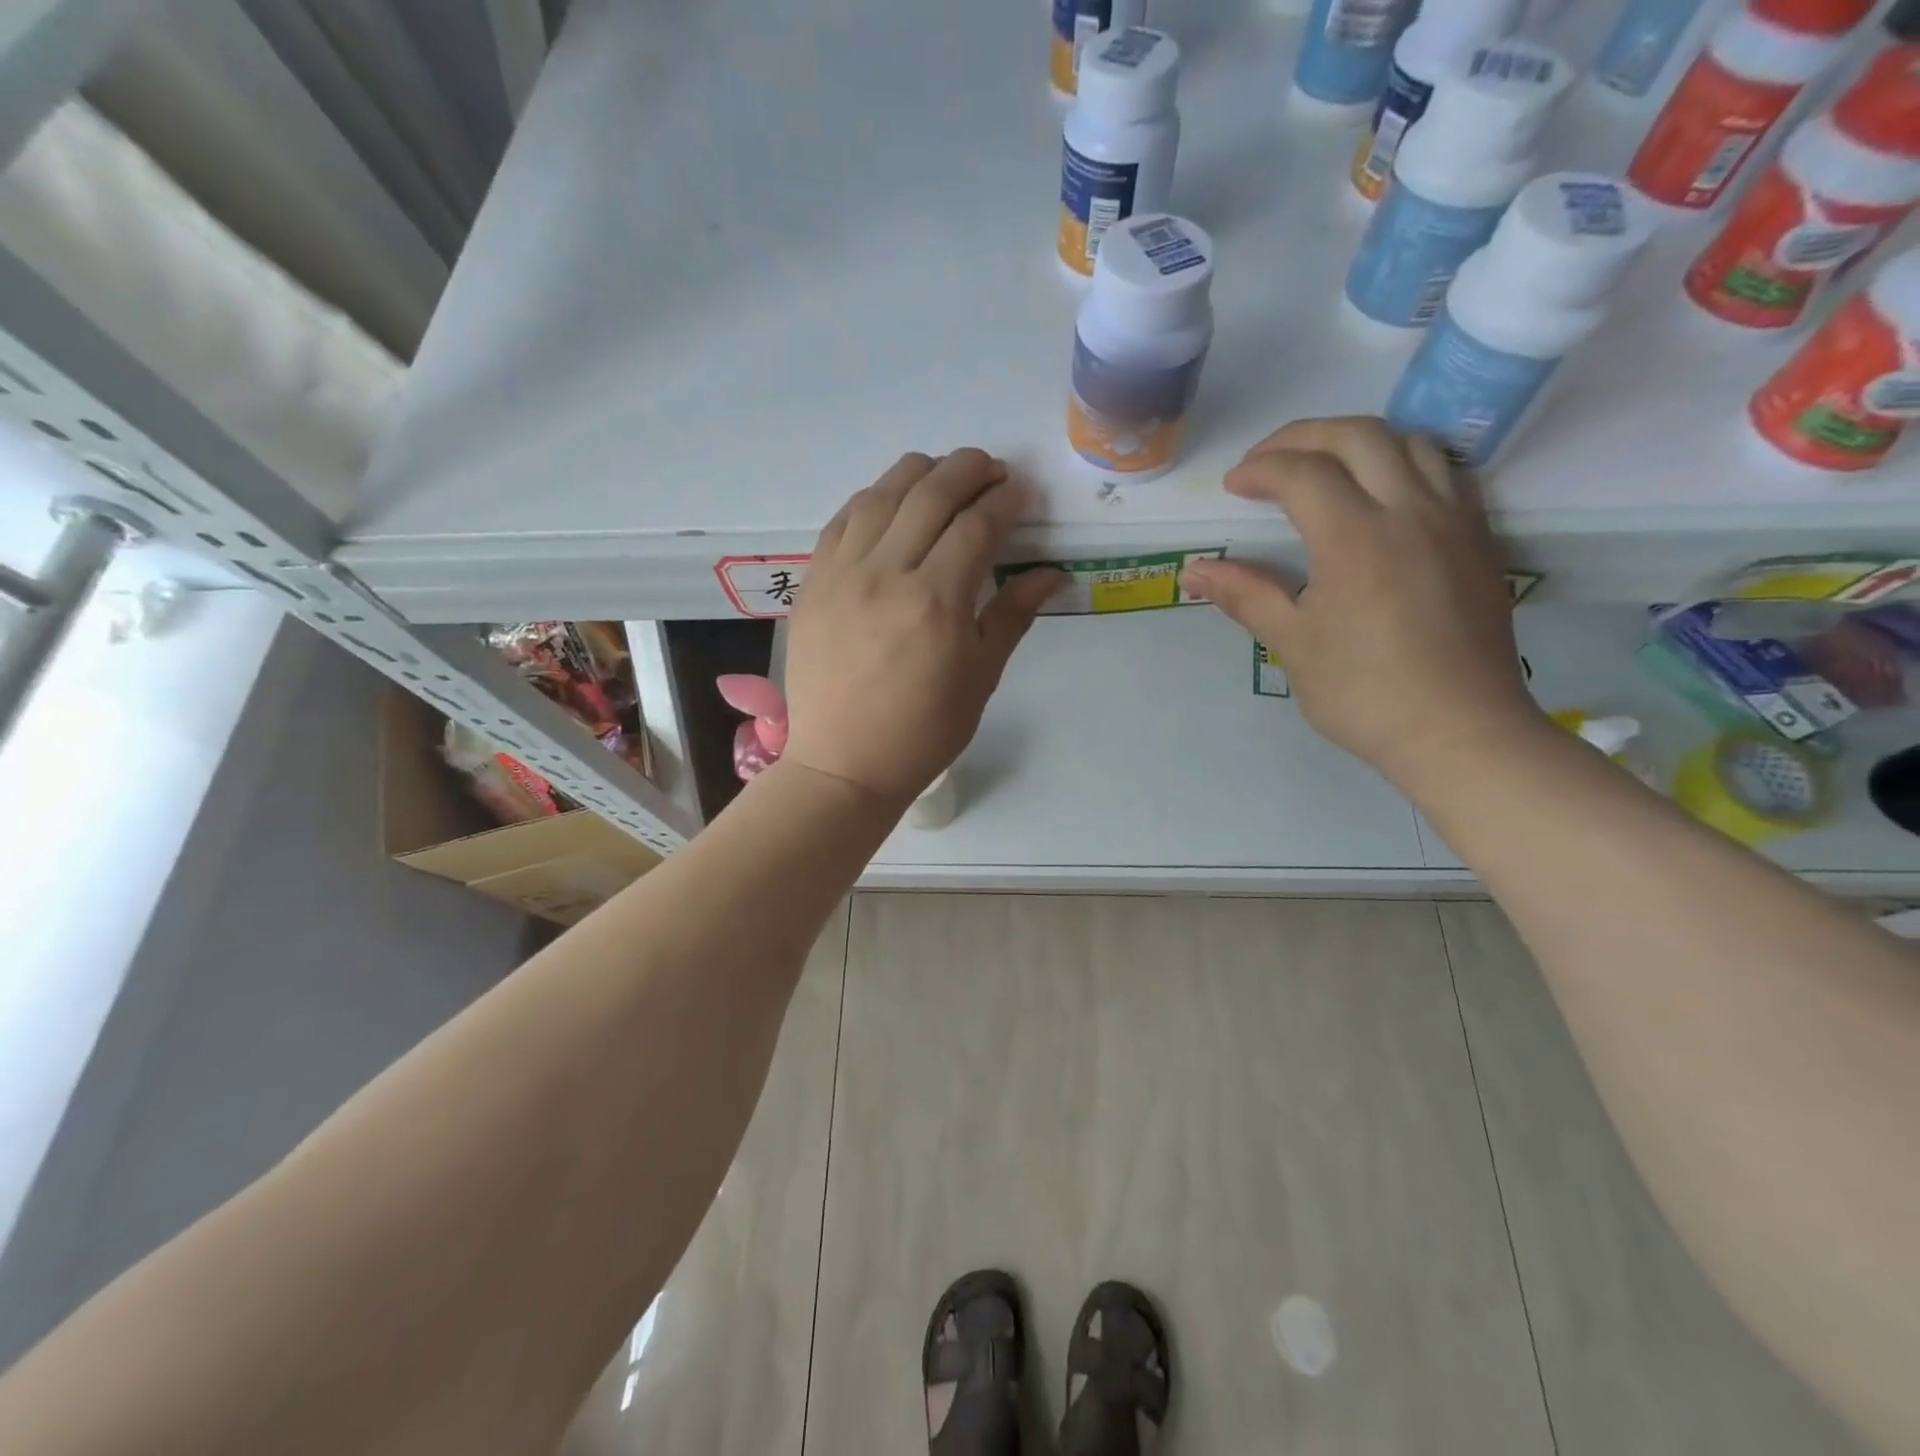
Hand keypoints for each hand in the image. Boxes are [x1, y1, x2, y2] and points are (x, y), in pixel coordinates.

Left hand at [782, 450, 1062, 806]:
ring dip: (920, 472)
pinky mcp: (812, 581)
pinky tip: (892, 502)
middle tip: (992, 471)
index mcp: (937, 602)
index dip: (1005, 500)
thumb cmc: (924, 730)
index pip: (977, 525)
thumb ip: (1014, 614)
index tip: (1021, 492)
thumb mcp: (980, 676)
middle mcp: (886, 574)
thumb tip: (1052, 572)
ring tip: (945, 476)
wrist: (844, 763)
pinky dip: (874, 498)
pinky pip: (843, 519)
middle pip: (931, 493)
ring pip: (882, 494)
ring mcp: (841, 574)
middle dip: (969, 469)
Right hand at [1180, 417, 1546, 792]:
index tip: (1234, 488)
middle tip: (1268, 461)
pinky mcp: (1479, 539)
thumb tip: (1193, 572)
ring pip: (1411, 442)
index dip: (1260, 469)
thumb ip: (1244, 595)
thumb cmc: (1364, 692)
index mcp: (1354, 536)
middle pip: (1358, 435)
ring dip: (1358, 440)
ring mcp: (1453, 520)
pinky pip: (1445, 471)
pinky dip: (1404, 461)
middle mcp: (1409, 510)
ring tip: (1324, 467)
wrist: (1459, 731)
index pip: (1302, 472)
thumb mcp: (1292, 644)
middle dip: (1304, 436)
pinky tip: (1382, 493)